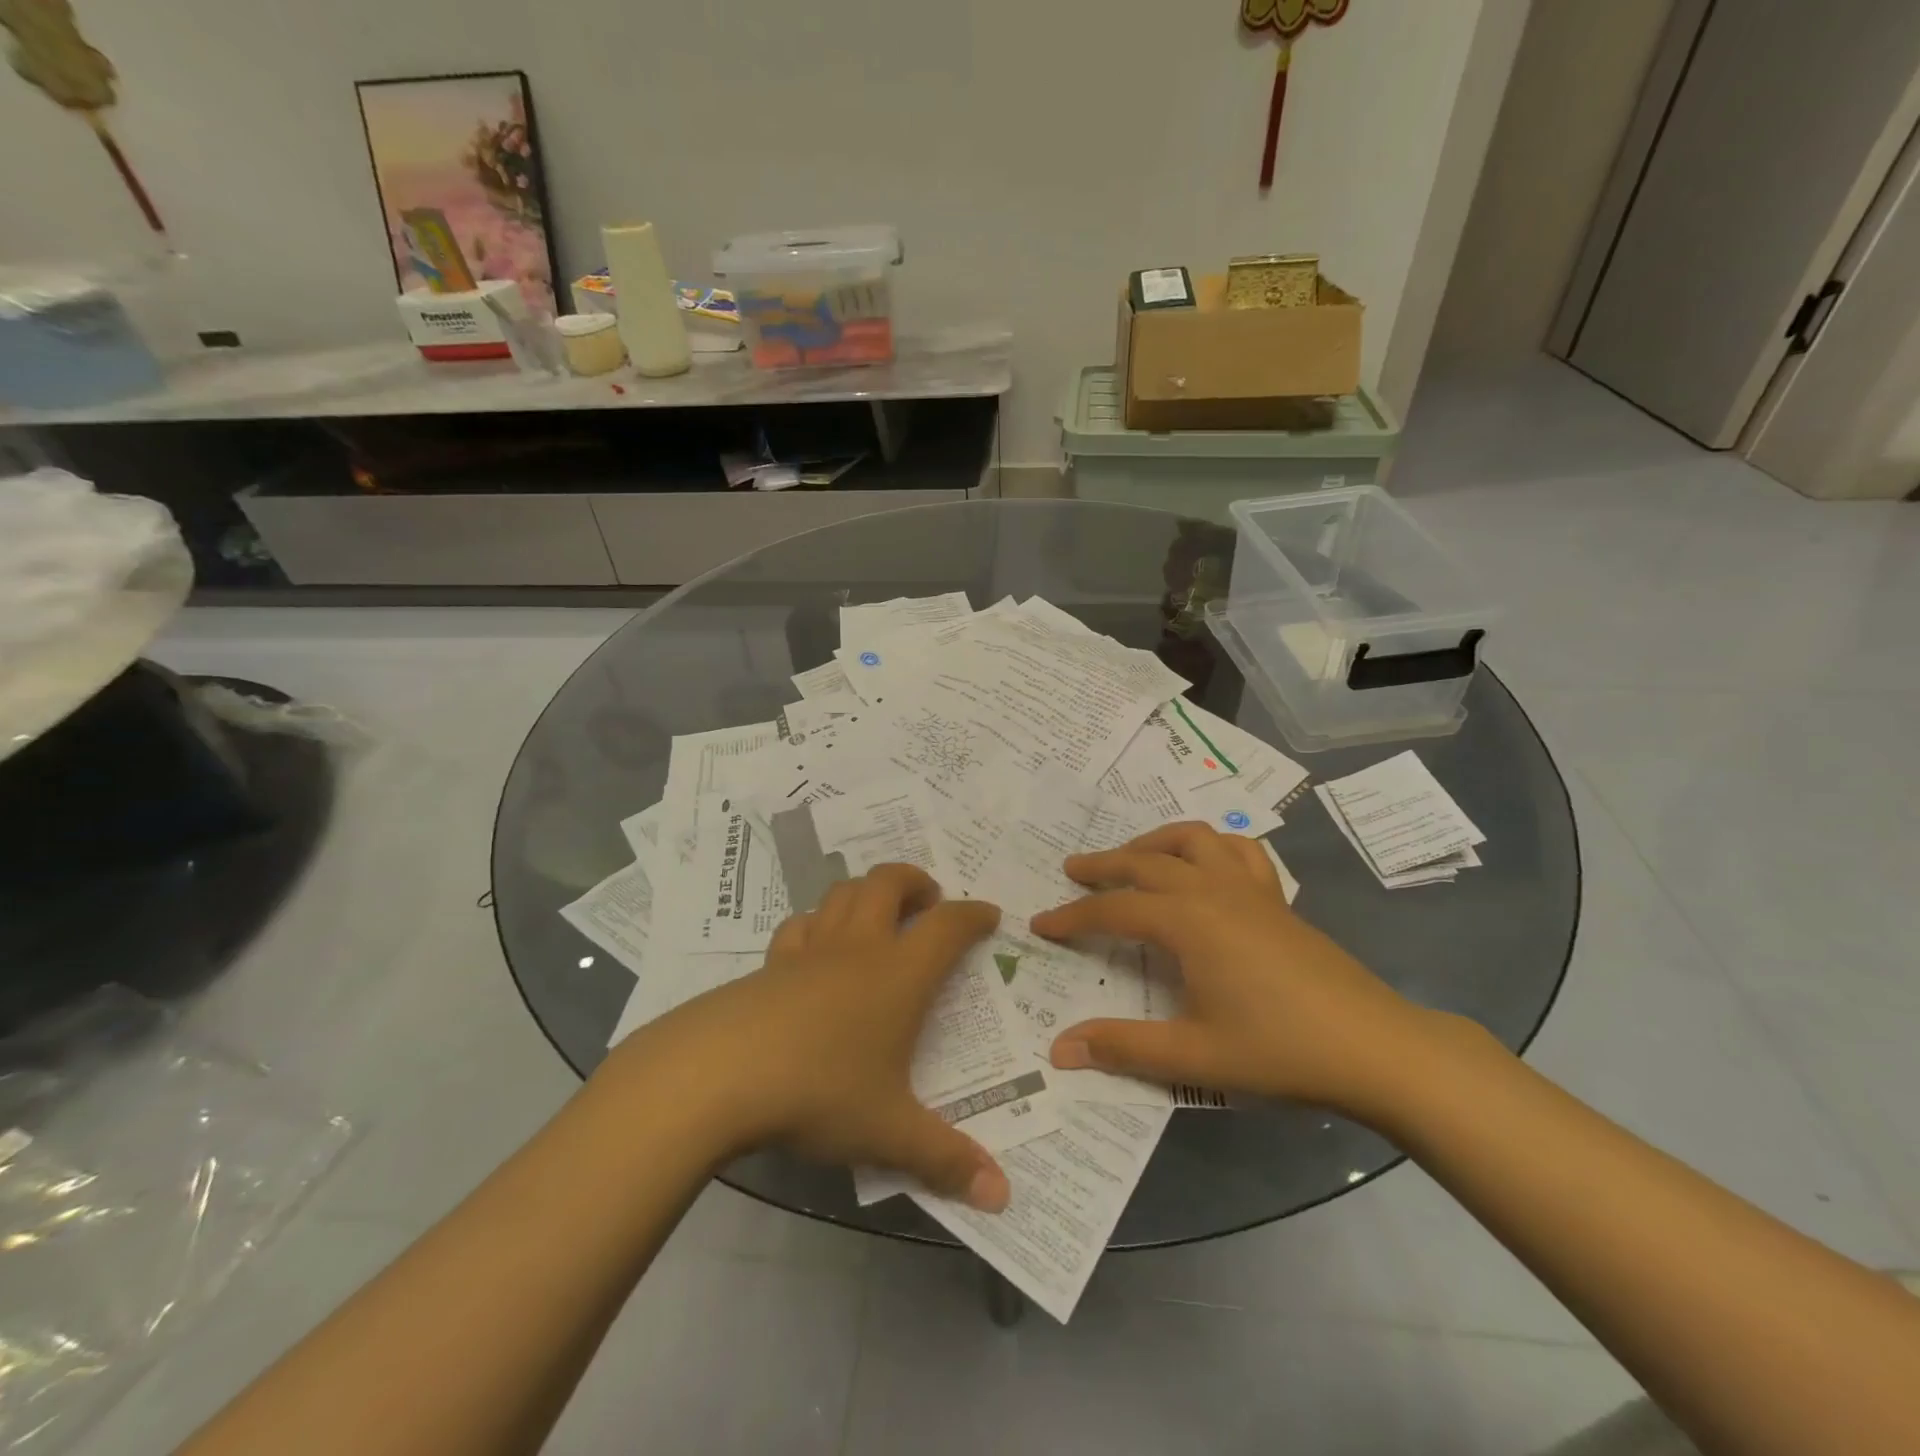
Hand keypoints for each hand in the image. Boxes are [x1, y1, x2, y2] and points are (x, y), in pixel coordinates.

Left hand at [615, 864, 1010, 1211]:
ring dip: (866, 892)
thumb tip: (1002, 1196)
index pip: (948, 925)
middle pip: (888, 882)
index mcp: (899, 974)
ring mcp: (809, 950)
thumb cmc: (819, 1092)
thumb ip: (946, 1160)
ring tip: (877, 913)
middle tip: (929, 899)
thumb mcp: (889, 1132)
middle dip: (914, 881)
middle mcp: (858, 948)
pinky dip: (818, 924)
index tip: (989, 915)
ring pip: (842, 893)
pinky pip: (800, 926)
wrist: (719, 1075)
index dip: (973, 915)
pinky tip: (816, 948)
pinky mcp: (769, 964)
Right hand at [1030, 822, 1431, 1118]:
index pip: (1114, 910)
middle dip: (1103, 865)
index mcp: (1188, 921)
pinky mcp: (1277, 898)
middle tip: (1071, 872)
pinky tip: (1203, 865)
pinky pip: (1239, 851)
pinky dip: (1211, 846)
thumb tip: (1059, 1049)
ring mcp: (1249, 889)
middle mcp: (1212, 890)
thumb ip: (1123, 1047)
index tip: (1041, 924)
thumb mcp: (1195, 1056)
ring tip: (1132, 858)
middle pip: (1145, 861)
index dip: (1073, 917)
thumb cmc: (1280, 1050)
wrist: (1375, 1048)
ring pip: (1193, 839)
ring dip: (1155, 842)